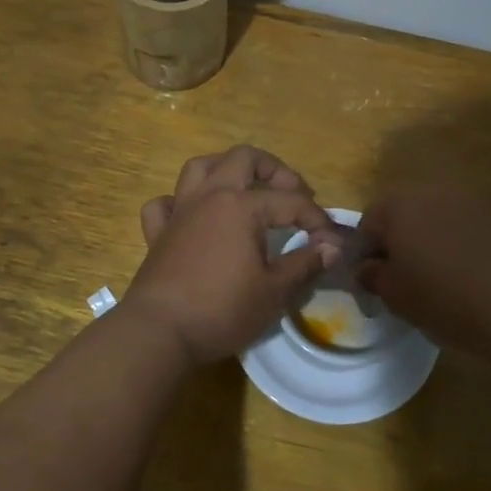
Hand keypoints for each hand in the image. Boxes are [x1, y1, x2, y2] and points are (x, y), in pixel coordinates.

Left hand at [122, 146, 341, 364]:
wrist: (159, 332)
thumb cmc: (221, 310)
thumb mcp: (274, 292)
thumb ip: (304, 263)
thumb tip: (332, 247)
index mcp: (241, 206)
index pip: (290, 201)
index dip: (317, 219)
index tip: (331, 243)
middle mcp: (210, 196)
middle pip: (243, 158)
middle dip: (274, 170)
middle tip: (293, 193)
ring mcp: (180, 211)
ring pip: (200, 167)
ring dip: (225, 169)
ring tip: (244, 188)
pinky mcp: (158, 233)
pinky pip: (164, 203)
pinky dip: (179, 202)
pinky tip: (192, 216)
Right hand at [357, 185, 490, 353]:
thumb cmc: (445, 299)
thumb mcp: (395, 296)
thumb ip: (372, 276)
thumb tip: (367, 268)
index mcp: (397, 206)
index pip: (366, 225)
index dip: (364, 254)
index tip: (370, 282)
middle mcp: (430, 192)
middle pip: (400, 216)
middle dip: (395, 243)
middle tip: (398, 280)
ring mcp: (466, 201)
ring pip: (431, 220)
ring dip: (424, 242)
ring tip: (431, 279)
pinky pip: (459, 228)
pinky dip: (452, 246)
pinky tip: (460, 276)